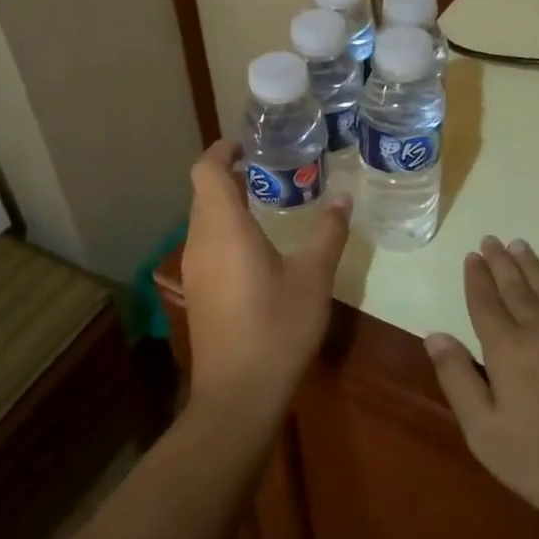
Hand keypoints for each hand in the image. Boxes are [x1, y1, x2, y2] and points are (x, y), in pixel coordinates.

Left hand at [181, 140, 351, 424]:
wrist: (238, 394)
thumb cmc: (277, 328)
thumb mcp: (313, 277)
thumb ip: (327, 233)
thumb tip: (344, 198)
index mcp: (223, 228)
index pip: (206, 170)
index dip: (223, 149)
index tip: (252, 144)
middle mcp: (199, 241)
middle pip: (204, 192)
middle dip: (233, 175)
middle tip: (273, 170)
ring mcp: (194, 269)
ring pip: (205, 219)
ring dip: (230, 204)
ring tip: (271, 202)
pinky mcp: (198, 291)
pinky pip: (207, 244)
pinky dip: (228, 230)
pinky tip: (260, 247)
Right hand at [424, 237, 538, 538]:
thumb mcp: (485, 433)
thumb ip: (458, 380)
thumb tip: (435, 336)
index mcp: (508, 350)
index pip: (486, 304)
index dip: (476, 279)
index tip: (471, 256)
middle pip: (516, 288)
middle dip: (500, 263)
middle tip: (490, 240)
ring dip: (532, 265)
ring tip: (519, 245)